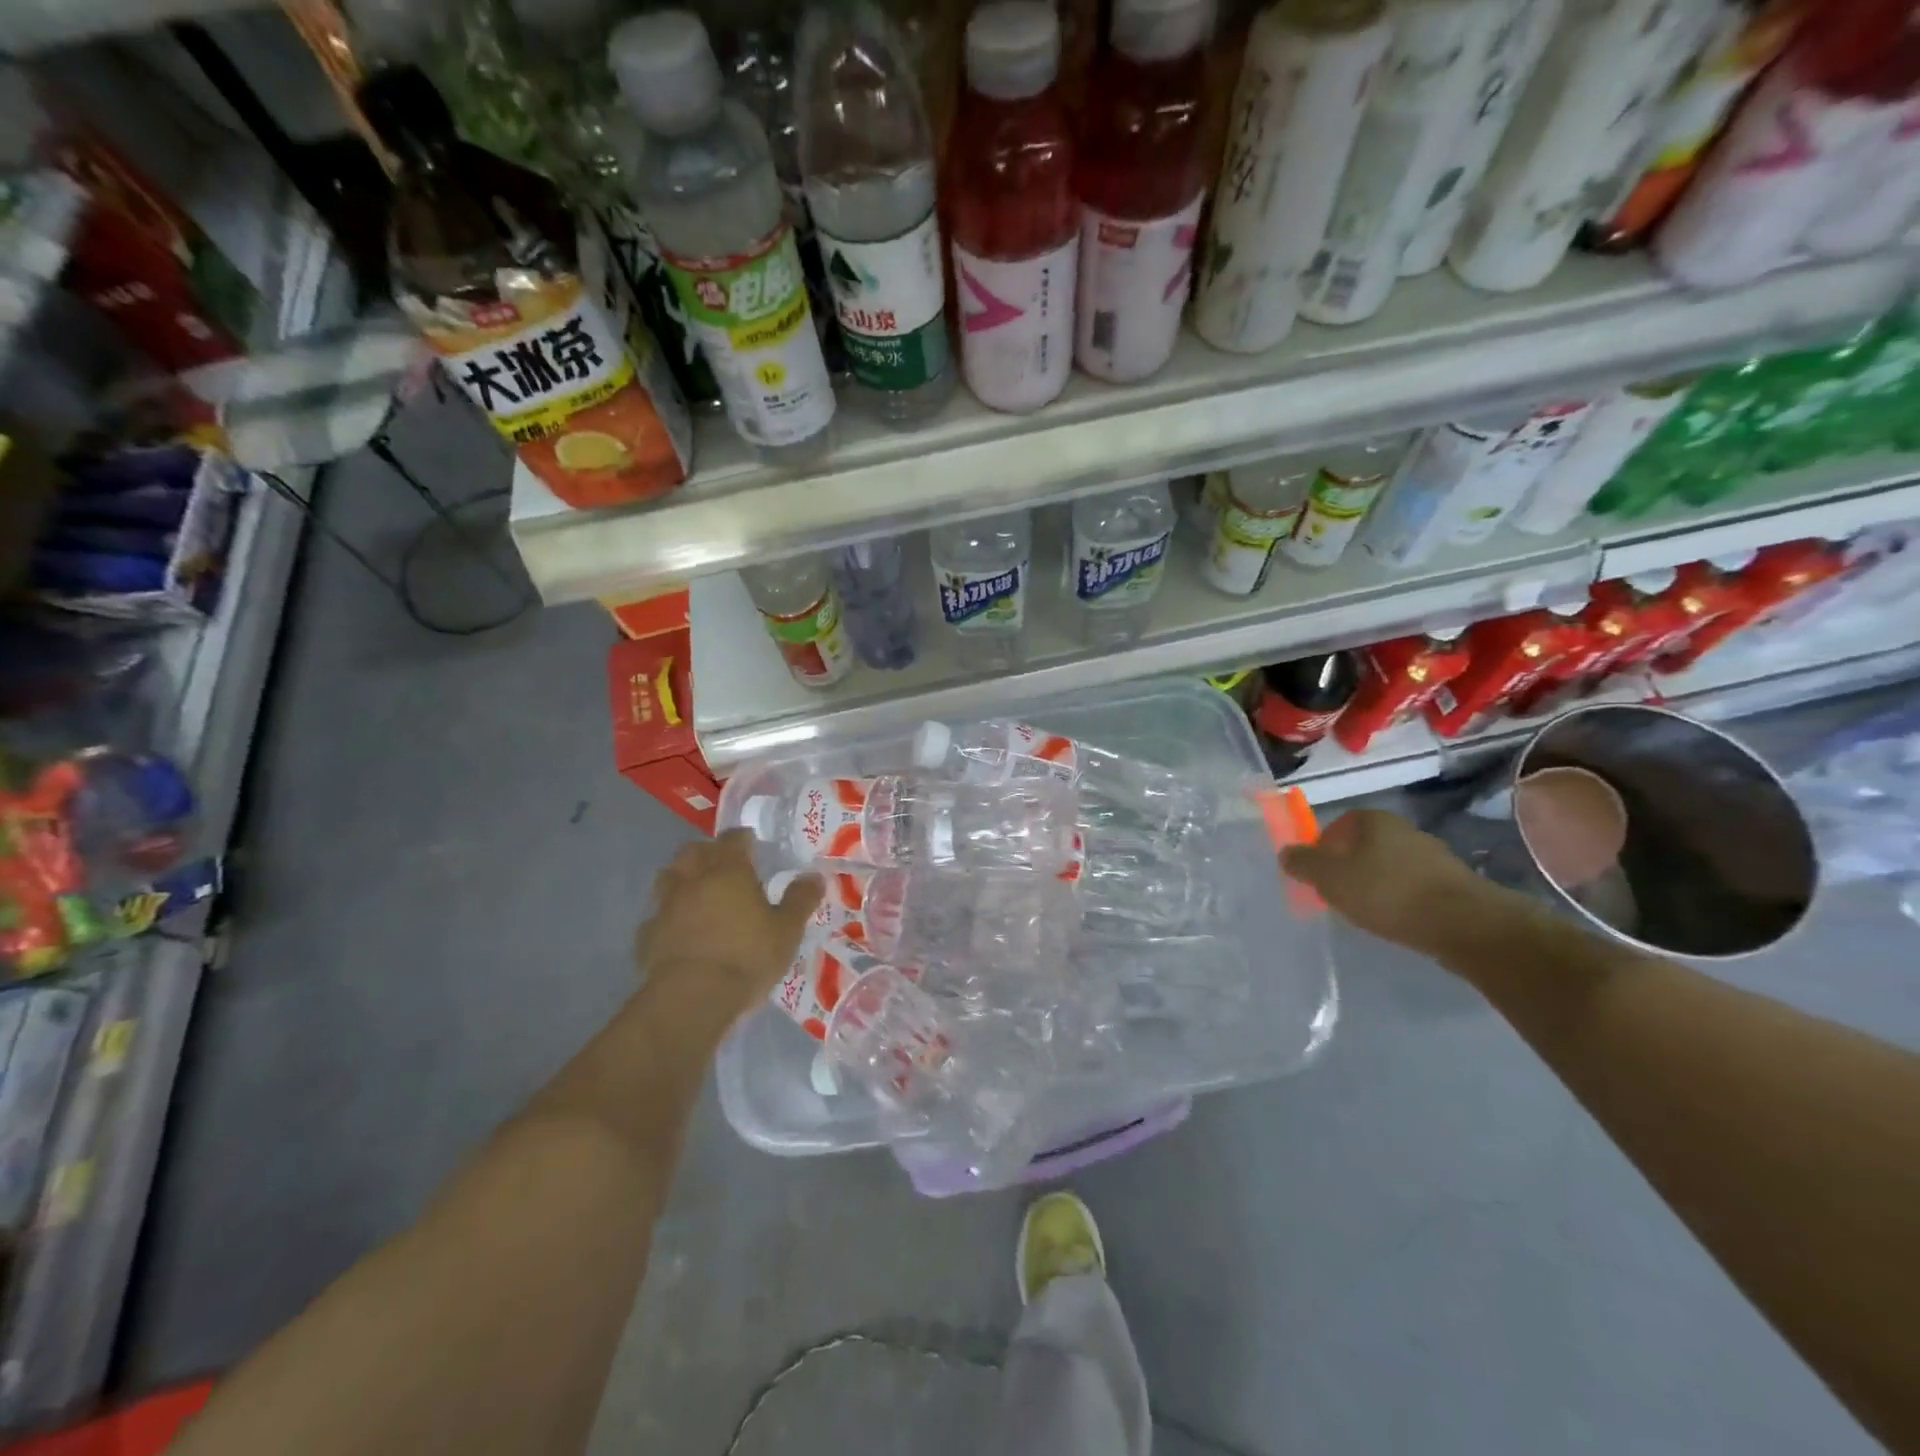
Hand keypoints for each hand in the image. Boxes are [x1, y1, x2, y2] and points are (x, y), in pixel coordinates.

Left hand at [635, 830, 822, 1019]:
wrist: (692, 999)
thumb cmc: (747, 957)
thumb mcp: (787, 930)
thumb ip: (800, 900)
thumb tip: (814, 876)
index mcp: (728, 871)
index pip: (733, 839)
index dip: (742, 838)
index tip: (751, 842)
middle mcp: (693, 880)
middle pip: (692, 851)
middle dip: (706, 852)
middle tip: (722, 865)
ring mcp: (665, 907)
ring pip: (667, 878)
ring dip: (681, 879)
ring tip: (696, 893)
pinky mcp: (647, 937)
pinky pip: (656, 917)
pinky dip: (667, 917)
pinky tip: (677, 931)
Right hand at [1279, 809, 1488, 953]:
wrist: (1464, 924)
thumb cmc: (1387, 892)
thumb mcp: (1330, 878)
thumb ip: (1303, 863)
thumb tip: (1287, 853)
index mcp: (1373, 820)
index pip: (1338, 824)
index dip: (1322, 847)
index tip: (1317, 874)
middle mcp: (1404, 829)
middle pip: (1364, 845)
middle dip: (1348, 866)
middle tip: (1337, 893)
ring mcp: (1433, 855)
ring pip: (1389, 866)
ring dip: (1375, 884)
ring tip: (1367, 912)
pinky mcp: (1453, 884)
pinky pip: (1413, 887)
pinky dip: (1400, 899)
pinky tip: (1396, 920)